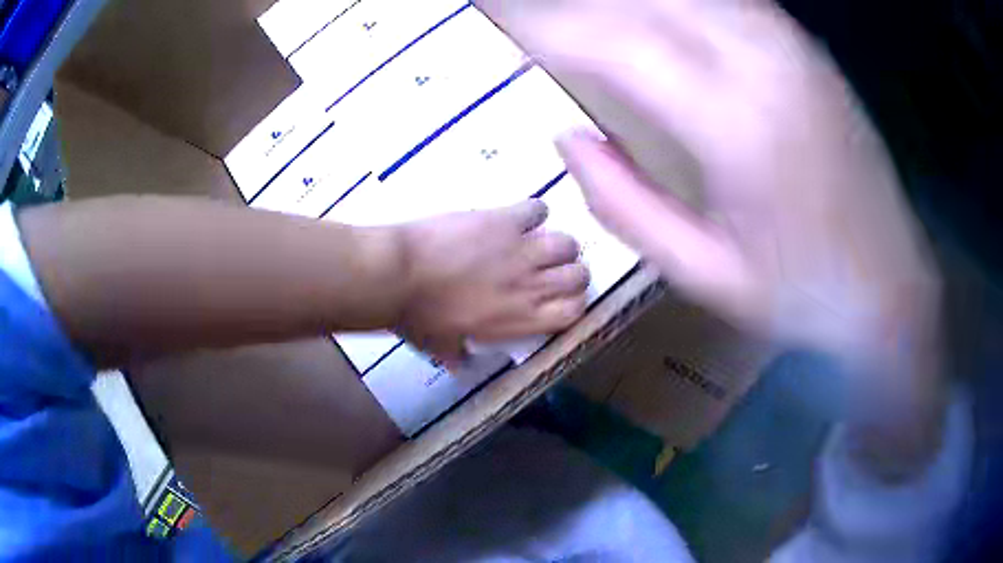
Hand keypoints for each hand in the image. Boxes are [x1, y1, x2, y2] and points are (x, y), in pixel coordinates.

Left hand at [397, 200, 588, 364]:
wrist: (398, 274)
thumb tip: (460, 364)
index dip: (572, 304)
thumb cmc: (418, 317)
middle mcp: (531, 285)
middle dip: (569, 273)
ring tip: (537, 244)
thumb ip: (458, 355)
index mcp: (521, 320)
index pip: (574, 311)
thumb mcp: (441, 346)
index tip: (559, 299)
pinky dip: (532, 212)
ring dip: (556, 244)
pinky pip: (536, 209)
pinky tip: (517, 219)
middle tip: (548, 271)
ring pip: (567, 243)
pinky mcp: (504, 220)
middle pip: (579, 275)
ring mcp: (521, 250)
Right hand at [491, 0, 945, 476]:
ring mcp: (788, 45)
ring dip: (619, 2)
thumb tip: (568, 137)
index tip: (497, 20)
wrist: (889, 283)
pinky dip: (669, 0)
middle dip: (572, 6)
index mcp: (735, 125)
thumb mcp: (704, 274)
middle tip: (523, 16)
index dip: (544, 25)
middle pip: (640, 2)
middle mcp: (762, 62)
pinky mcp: (803, 46)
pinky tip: (645, 12)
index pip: (612, 42)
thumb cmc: (803, 294)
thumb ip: (623, 203)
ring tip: (577, 19)